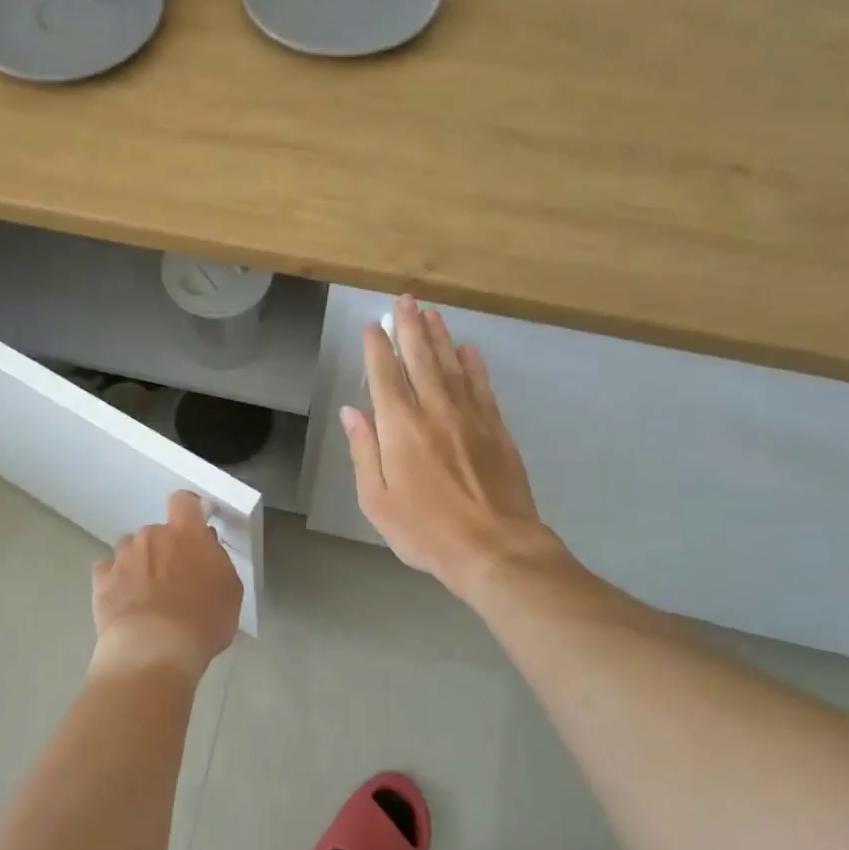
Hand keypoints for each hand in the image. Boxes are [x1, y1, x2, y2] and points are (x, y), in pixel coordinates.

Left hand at [91, 490, 241, 679]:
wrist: (154, 649)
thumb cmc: (202, 620)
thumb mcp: (230, 591)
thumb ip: (217, 561)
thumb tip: (206, 547)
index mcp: (186, 533)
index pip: (184, 501)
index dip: (188, 510)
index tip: (193, 526)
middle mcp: (151, 536)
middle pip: (156, 532)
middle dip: (163, 550)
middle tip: (173, 580)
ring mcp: (123, 557)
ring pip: (130, 550)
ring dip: (138, 564)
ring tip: (145, 595)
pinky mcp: (101, 580)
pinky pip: (108, 571)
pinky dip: (115, 582)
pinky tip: (124, 603)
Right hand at [342, 296, 572, 599]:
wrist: (495, 549)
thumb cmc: (426, 530)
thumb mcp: (376, 499)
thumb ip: (364, 451)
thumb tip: (352, 412)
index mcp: (400, 427)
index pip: (385, 375)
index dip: (377, 347)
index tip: (373, 324)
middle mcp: (434, 410)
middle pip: (420, 358)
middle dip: (410, 327)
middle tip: (405, 300)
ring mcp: (470, 417)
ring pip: (452, 365)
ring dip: (439, 336)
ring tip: (431, 312)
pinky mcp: (496, 429)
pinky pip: (482, 386)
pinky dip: (474, 365)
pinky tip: (468, 349)